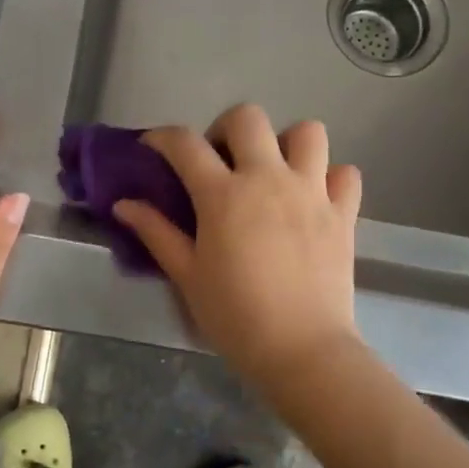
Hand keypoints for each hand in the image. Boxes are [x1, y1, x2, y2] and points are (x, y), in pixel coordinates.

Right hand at [113, 103, 361, 388]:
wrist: (301, 350)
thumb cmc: (234, 316)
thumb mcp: (187, 275)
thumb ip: (156, 232)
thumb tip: (124, 204)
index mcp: (224, 195)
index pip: (185, 144)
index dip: (162, 138)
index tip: (153, 148)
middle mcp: (269, 179)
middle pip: (248, 118)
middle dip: (225, 129)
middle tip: (219, 163)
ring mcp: (312, 192)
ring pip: (307, 132)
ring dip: (285, 144)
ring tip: (272, 172)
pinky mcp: (343, 213)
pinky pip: (344, 173)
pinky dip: (330, 178)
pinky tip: (313, 199)